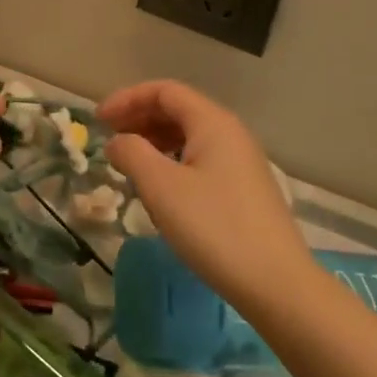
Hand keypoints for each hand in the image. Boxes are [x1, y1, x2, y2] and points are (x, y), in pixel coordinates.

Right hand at [100, 80, 309, 310]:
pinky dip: (172, 160)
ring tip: (129, 161)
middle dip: (139, 118)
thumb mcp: (161, 187)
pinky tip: (160, 187)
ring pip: (189, 136)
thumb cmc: (214, 227)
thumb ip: (132, 153)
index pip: (164, 91)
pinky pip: (201, 158)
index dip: (127, 99)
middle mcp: (230, 133)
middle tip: (109, 138)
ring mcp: (241, 161)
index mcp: (212, 122)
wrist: (278, 285)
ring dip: (154, 140)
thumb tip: (117, 142)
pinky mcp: (245, 189)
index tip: (99, 120)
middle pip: (178, 109)